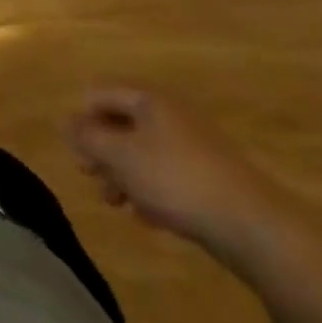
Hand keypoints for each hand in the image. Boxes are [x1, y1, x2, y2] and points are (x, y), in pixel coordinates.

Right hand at [65, 86, 286, 264]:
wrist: (255, 228)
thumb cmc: (176, 180)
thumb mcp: (119, 156)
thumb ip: (87, 137)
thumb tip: (66, 122)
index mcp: (149, 100)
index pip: (100, 95)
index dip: (82, 120)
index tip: (77, 153)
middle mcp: (172, 116)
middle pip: (122, 125)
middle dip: (103, 152)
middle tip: (92, 179)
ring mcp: (196, 147)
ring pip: (145, 154)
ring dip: (125, 176)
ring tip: (117, 204)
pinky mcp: (213, 179)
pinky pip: (169, 177)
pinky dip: (153, 192)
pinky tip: (149, 219)